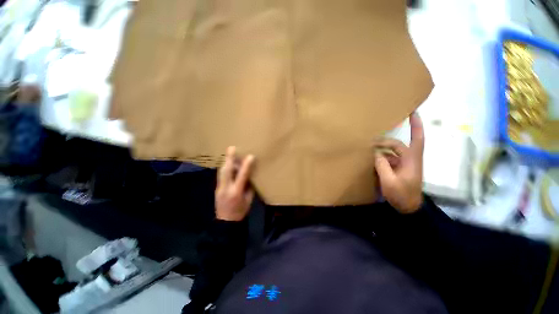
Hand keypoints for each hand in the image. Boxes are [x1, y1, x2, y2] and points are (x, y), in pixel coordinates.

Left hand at [215, 146, 254, 220]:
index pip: (242, 176)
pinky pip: (221, 175)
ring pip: (221, 171)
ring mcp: (219, 188)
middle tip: (231, 148)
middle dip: (229, 158)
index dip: (246, 166)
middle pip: (226, 171)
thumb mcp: (248, 200)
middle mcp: (226, 188)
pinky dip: (225, 168)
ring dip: (226, 161)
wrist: (225, 223)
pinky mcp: (216, 188)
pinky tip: (228, 164)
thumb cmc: (240, 211)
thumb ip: (249, 187)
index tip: (250, 156)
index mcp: (236, 192)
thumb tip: (249, 176)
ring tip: (229, 153)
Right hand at [374, 112, 423, 213]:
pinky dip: (380, 158)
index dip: (415, 125)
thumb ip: (382, 165)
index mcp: (412, 159)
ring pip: (391, 152)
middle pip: (397, 144)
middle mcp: (409, 159)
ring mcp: (403, 164)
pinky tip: (371, 160)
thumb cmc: (402, 195)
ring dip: (380, 150)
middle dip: (384, 142)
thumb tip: (375, 153)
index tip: (413, 112)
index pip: (416, 138)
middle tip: (368, 142)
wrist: (408, 207)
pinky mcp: (398, 169)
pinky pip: (388, 159)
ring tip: (367, 150)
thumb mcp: (389, 181)